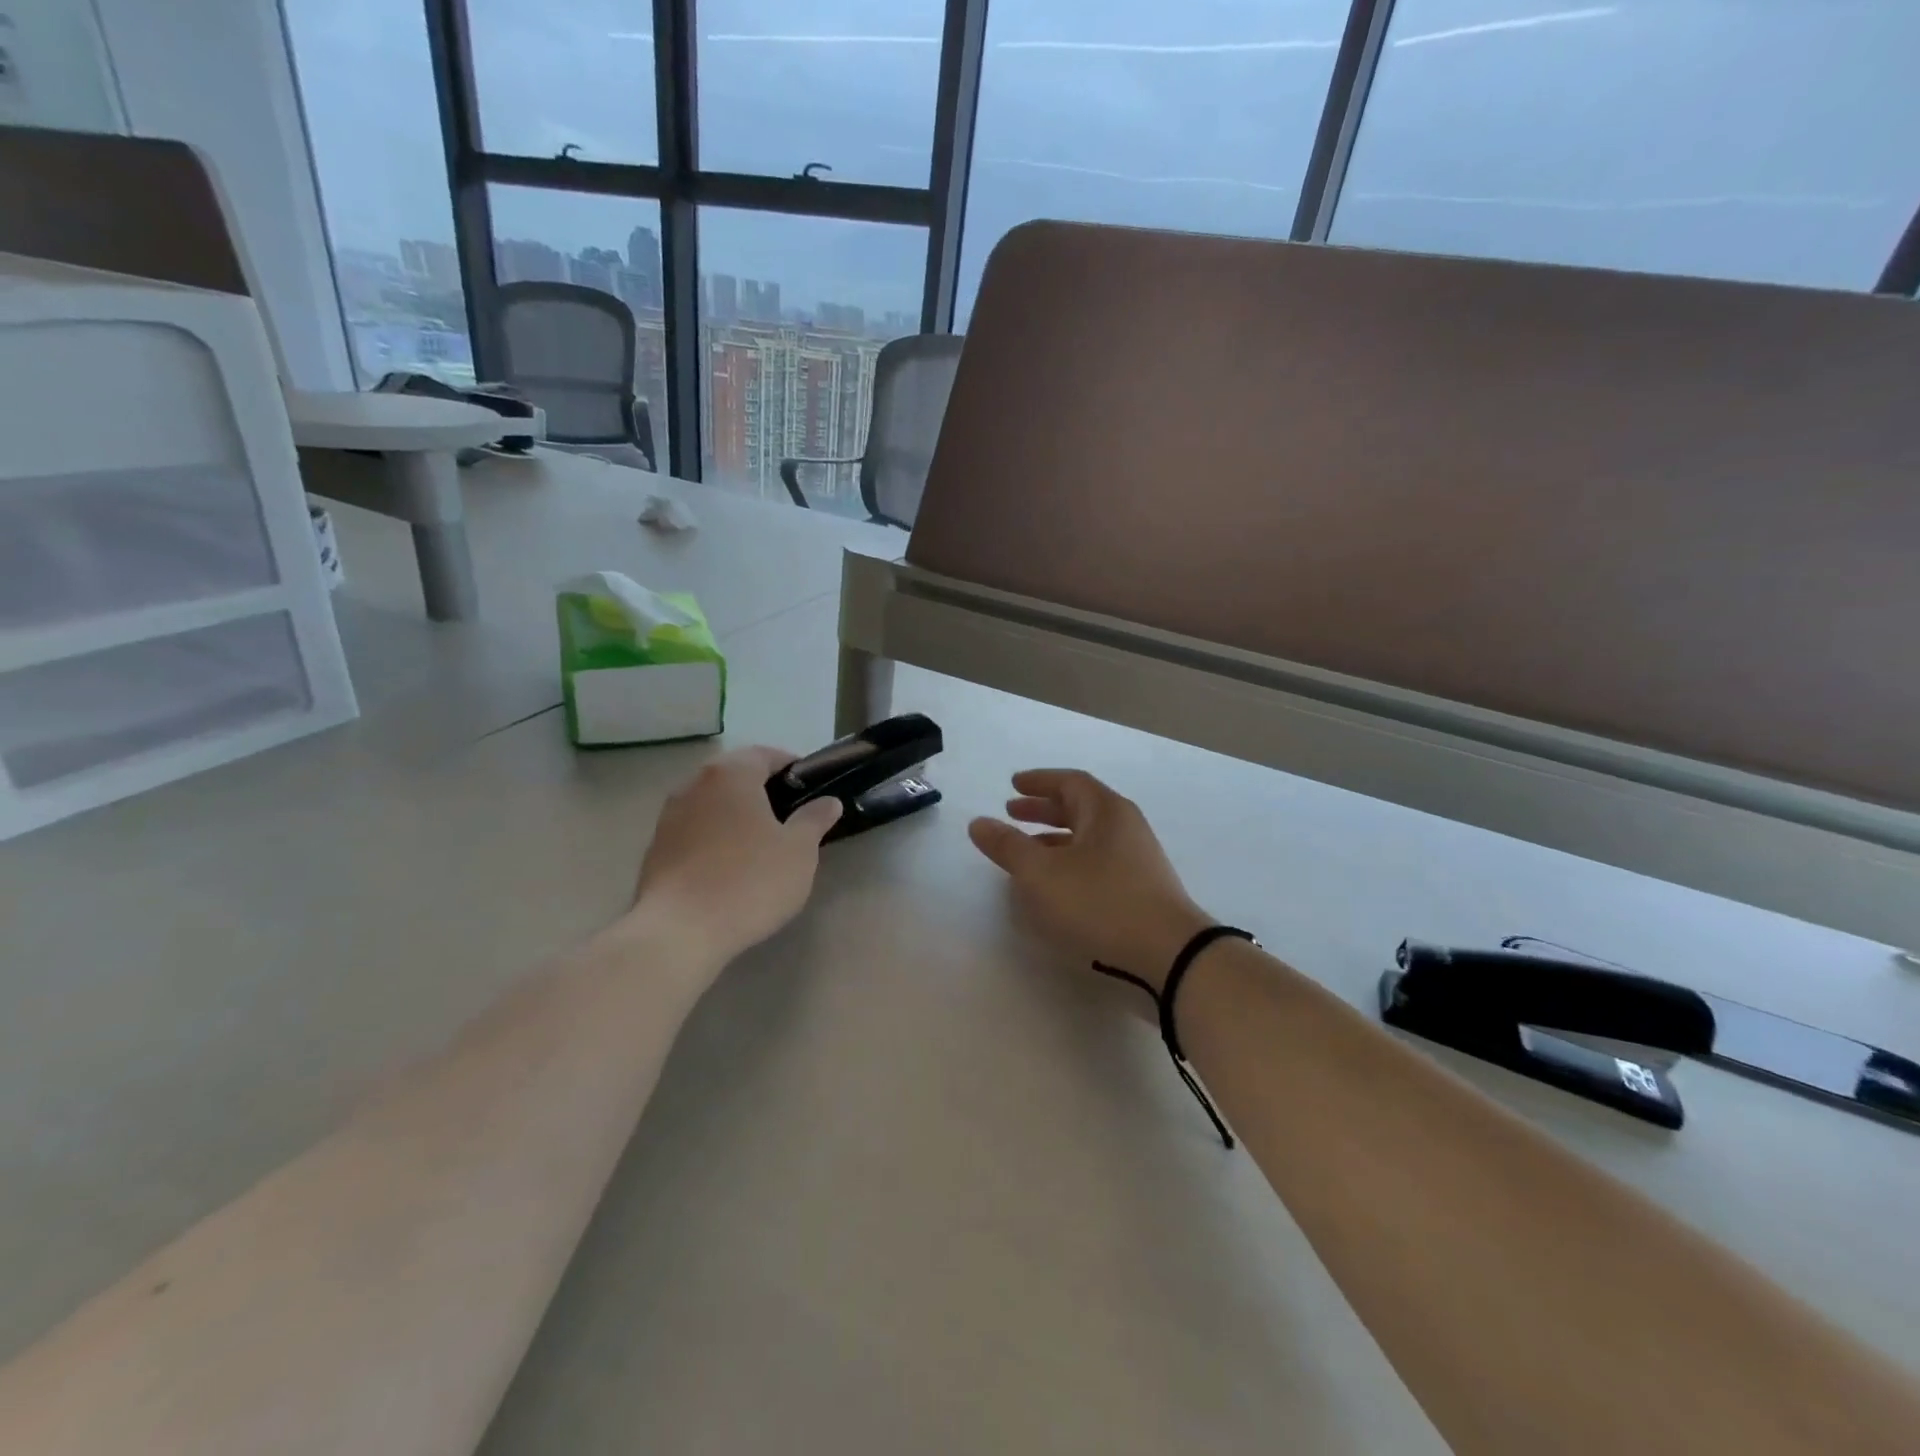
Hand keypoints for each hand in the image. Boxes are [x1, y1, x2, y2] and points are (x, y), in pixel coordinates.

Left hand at [631, 746, 842, 966]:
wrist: (680, 932)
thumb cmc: (749, 881)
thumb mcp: (799, 851)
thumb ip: (814, 819)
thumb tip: (828, 802)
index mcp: (731, 774)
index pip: (765, 754)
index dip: (792, 767)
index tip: (812, 789)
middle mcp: (694, 784)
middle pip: (735, 775)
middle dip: (763, 790)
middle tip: (791, 816)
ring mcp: (669, 816)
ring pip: (712, 803)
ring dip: (736, 814)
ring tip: (761, 843)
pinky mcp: (655, 848)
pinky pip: (695, 830)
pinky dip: (715, 837)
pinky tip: (730, 866)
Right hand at [968, 769, 1212, 990]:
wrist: (1170, 952)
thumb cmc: (1101, 902)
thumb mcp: (1042, 873)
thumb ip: (1008, 846)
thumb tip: (979, 823)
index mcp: (1105, 810)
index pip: (1070, 782)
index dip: (1038, 781)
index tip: (1012, 785)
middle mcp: (1125, 826)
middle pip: (1080, 807)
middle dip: (1043, 809)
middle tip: (1012, 813)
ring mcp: (1137, 857)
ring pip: (1088, 837)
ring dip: (1055, 838)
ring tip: (1026, 851)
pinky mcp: (1141, 887)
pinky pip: (1098, 860)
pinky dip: (1070, 861)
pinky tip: (1056, 884)